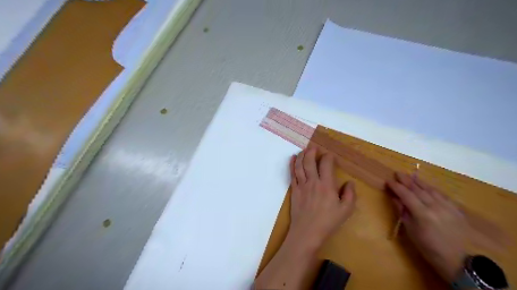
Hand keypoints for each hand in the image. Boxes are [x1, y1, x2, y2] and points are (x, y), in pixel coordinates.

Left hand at [287, 148, 355, 251]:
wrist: (307, 232)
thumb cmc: (328, 222)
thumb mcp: (345, 210)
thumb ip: (350, 195)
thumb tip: (349, 182)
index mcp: (326, 185)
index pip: (326, 164)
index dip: (328, 157)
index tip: (330, 155)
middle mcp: (313, 181)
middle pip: (310, 161)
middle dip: (312, 151)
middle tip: (314, 147)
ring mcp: (301, 185)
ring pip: (299, 166)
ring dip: (301, 155)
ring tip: (304, 150)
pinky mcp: (294, 190)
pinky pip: (292, 174)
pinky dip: (292, 165)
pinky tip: (292, 158)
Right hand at [387, 173, 468, 282]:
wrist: (458, 260)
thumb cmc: (429, 248)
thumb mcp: (411, 232)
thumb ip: (403, 212)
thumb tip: (395, 198)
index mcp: (422, 214)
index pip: (406, 194)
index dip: (396, 187)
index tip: (388, 181)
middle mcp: (435, 206)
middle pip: (418, 189)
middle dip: (406, 180)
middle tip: (397, 173)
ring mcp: (447, 206)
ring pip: (430, 189)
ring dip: (418, 182)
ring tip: (410, 176)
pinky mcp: (456, 209)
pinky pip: (442, 194)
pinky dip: (432, 188)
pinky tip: (427, 186)